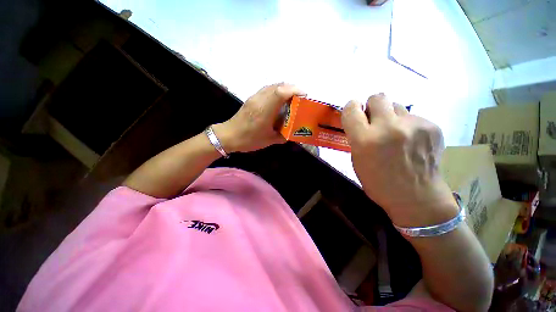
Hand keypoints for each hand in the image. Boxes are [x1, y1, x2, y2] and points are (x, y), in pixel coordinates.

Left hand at [213, 83, 304, 152]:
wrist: (228, 136)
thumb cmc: (249, 139)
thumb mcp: (269, 140)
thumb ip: (283, 136)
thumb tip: (292, 132)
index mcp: (265, 110)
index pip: (280, 92)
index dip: (294, 90)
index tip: (305, 95)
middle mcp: (260, 100)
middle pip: (278, 86)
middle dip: (292, 89)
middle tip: (300, 98)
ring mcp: (255, 97)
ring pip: (273, 86)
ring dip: (284, 89)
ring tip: (292, 99)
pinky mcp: (252, 98)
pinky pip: (267, 90)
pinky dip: (277, 92)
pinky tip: (279, 102)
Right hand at [341, 94, 457, 226]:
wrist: (417, 198)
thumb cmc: (378, 183)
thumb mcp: (357, 160)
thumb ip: (357, 137)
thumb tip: (362, 121)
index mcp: (365, 140)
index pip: (351, 109)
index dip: (351, 108)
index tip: (355, 113)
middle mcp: (388, 127)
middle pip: (378, 97)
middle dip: (373, 106)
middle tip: (375, 120)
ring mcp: (414, 125)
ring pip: (397, 106)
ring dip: (391, 117)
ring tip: (396, 134)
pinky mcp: (432, 127)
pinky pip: (413, 117)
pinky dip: (408, 126)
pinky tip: (411, 142)